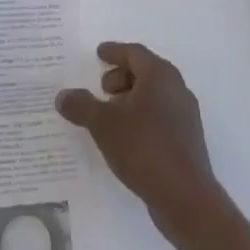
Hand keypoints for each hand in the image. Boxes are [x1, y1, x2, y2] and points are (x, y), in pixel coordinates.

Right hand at [57, 42, 226, 249]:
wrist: (185, 197)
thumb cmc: (143, 148)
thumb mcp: (103, 124)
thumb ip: (81, 106)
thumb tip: (63, 96)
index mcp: (160, 75)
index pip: (134, 53)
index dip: (114, 52)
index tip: (99, 53)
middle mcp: (176, 89)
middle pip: (146, 72)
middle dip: (121, 77)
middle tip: (102, 90)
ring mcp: (185, 115)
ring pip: (154, 96)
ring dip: (131, 99)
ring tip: (109, 116)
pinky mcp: (187, 140)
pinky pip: (159, 117)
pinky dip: (141, 117)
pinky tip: (125, 138)